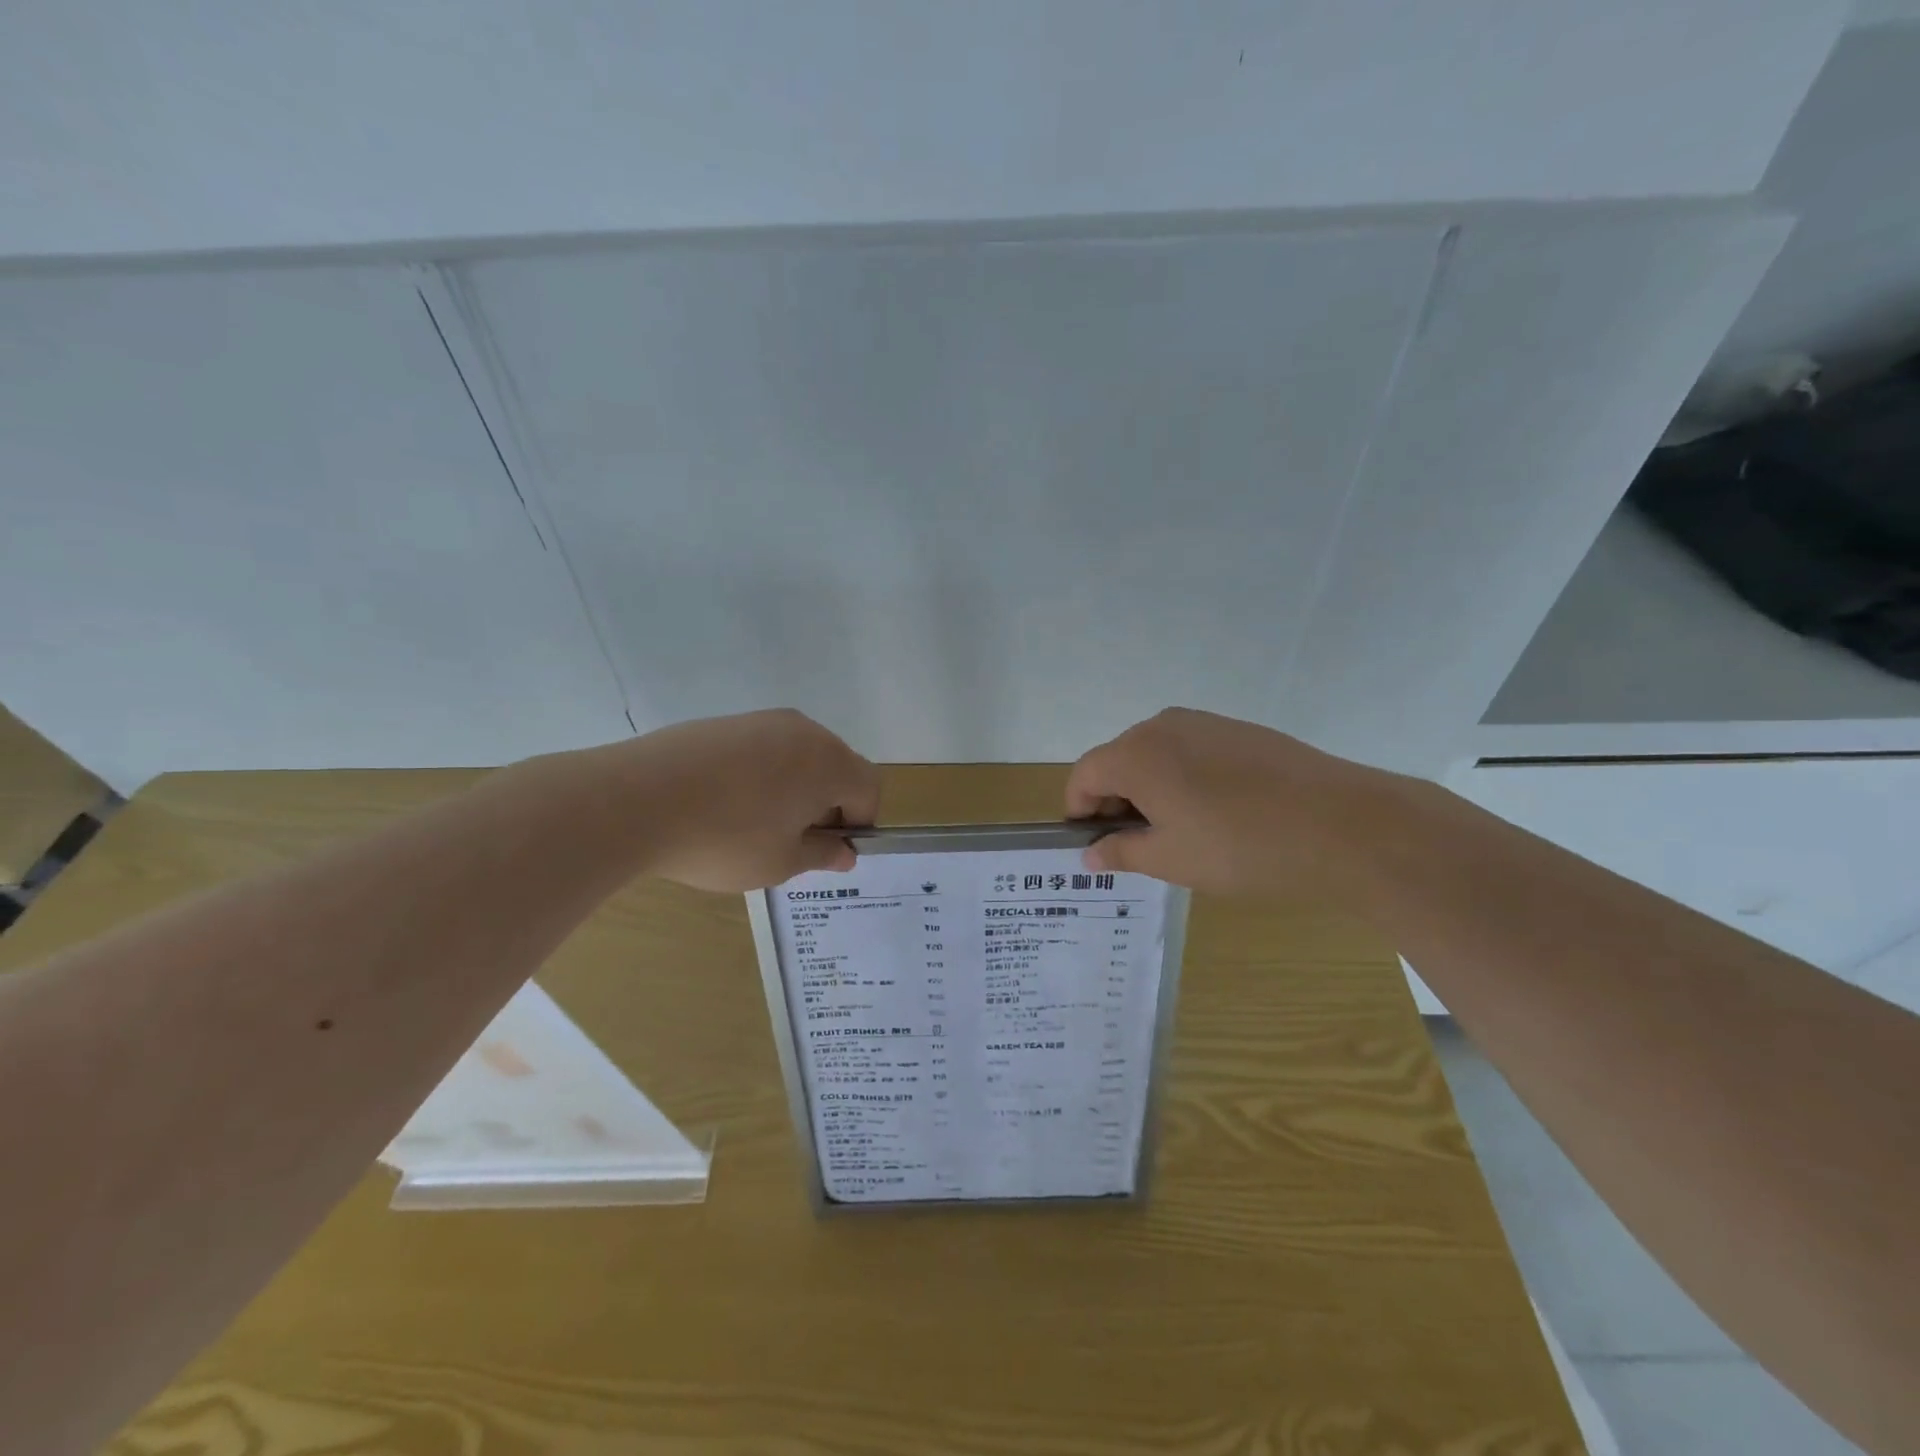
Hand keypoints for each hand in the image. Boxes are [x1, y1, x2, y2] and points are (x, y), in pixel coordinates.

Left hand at [621, 709, 880, 891]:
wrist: (636, 800)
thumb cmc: (725, 839)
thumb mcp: (781, 862)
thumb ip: (821, 854)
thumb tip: (844, 851)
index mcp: (830, 763)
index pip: (868, 788)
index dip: (859, 822)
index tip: (829, 849)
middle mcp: (804, 731)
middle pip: (836, 766)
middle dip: (827, 803)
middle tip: (793, 840)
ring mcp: (762, 721)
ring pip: (797, 756)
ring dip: (793, 788)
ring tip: (754, 824)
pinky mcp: (724, 723)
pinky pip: (761, 749)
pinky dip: (759, 775)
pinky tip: (723, 803)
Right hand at [1066, 707, 1404, 898]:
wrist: (1344, 825)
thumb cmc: (1241, 847)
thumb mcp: (1172, 860)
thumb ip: (1121, 852)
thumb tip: (1090, 852)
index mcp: (1136, 753)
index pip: (1084, 774)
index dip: (1080, 810)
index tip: (1095, 845)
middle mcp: (1163, 726)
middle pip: (1117, 760)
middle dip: (1115, 801)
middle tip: (1137, 846)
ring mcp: (1205, 723)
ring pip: (1155, 755)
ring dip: (1150, 790)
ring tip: (1180, 833)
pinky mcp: (1239, 730)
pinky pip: (1190, 751)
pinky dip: (1183, 778)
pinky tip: (1216, 814)